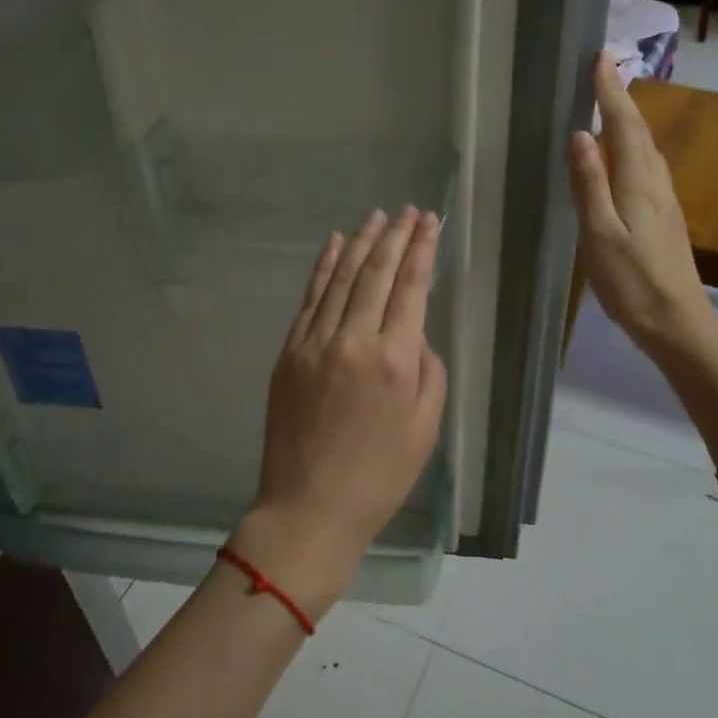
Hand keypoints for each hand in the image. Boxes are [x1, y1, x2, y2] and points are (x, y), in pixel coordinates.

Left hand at [234, 207, 447, 616]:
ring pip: (341, 278)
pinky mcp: (289, 352)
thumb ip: (429, 372)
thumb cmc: (379, 475)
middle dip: (395, 236)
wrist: (309, 506)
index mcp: (396, 359)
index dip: (422, 249)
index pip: (411, 287)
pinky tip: (334, 244)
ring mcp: (315, 342)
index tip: (429, 222)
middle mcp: (353, 340)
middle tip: (407, 211)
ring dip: (360, 242)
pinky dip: (323, 267)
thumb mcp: (426, 428)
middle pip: (376, 273)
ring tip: (376, 217)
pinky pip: (309, 298)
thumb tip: (414, 337)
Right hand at [568, 52, 708, 351]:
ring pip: (645, 147)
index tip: (600, 58)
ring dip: (629, 119)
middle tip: (603, 70)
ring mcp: (663, 199)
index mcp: (638, 182)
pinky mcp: (663, 215)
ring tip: (611, 101)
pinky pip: (646, 165)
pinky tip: (624, 154)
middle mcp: (655, 183)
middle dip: (621, 97)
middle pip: (639, 131)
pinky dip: (632, 145)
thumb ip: (589, 184)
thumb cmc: (631, 281)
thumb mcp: (600, 234)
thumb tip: (580, 135)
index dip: (610, 92)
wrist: (677, 321)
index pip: (623, 125)